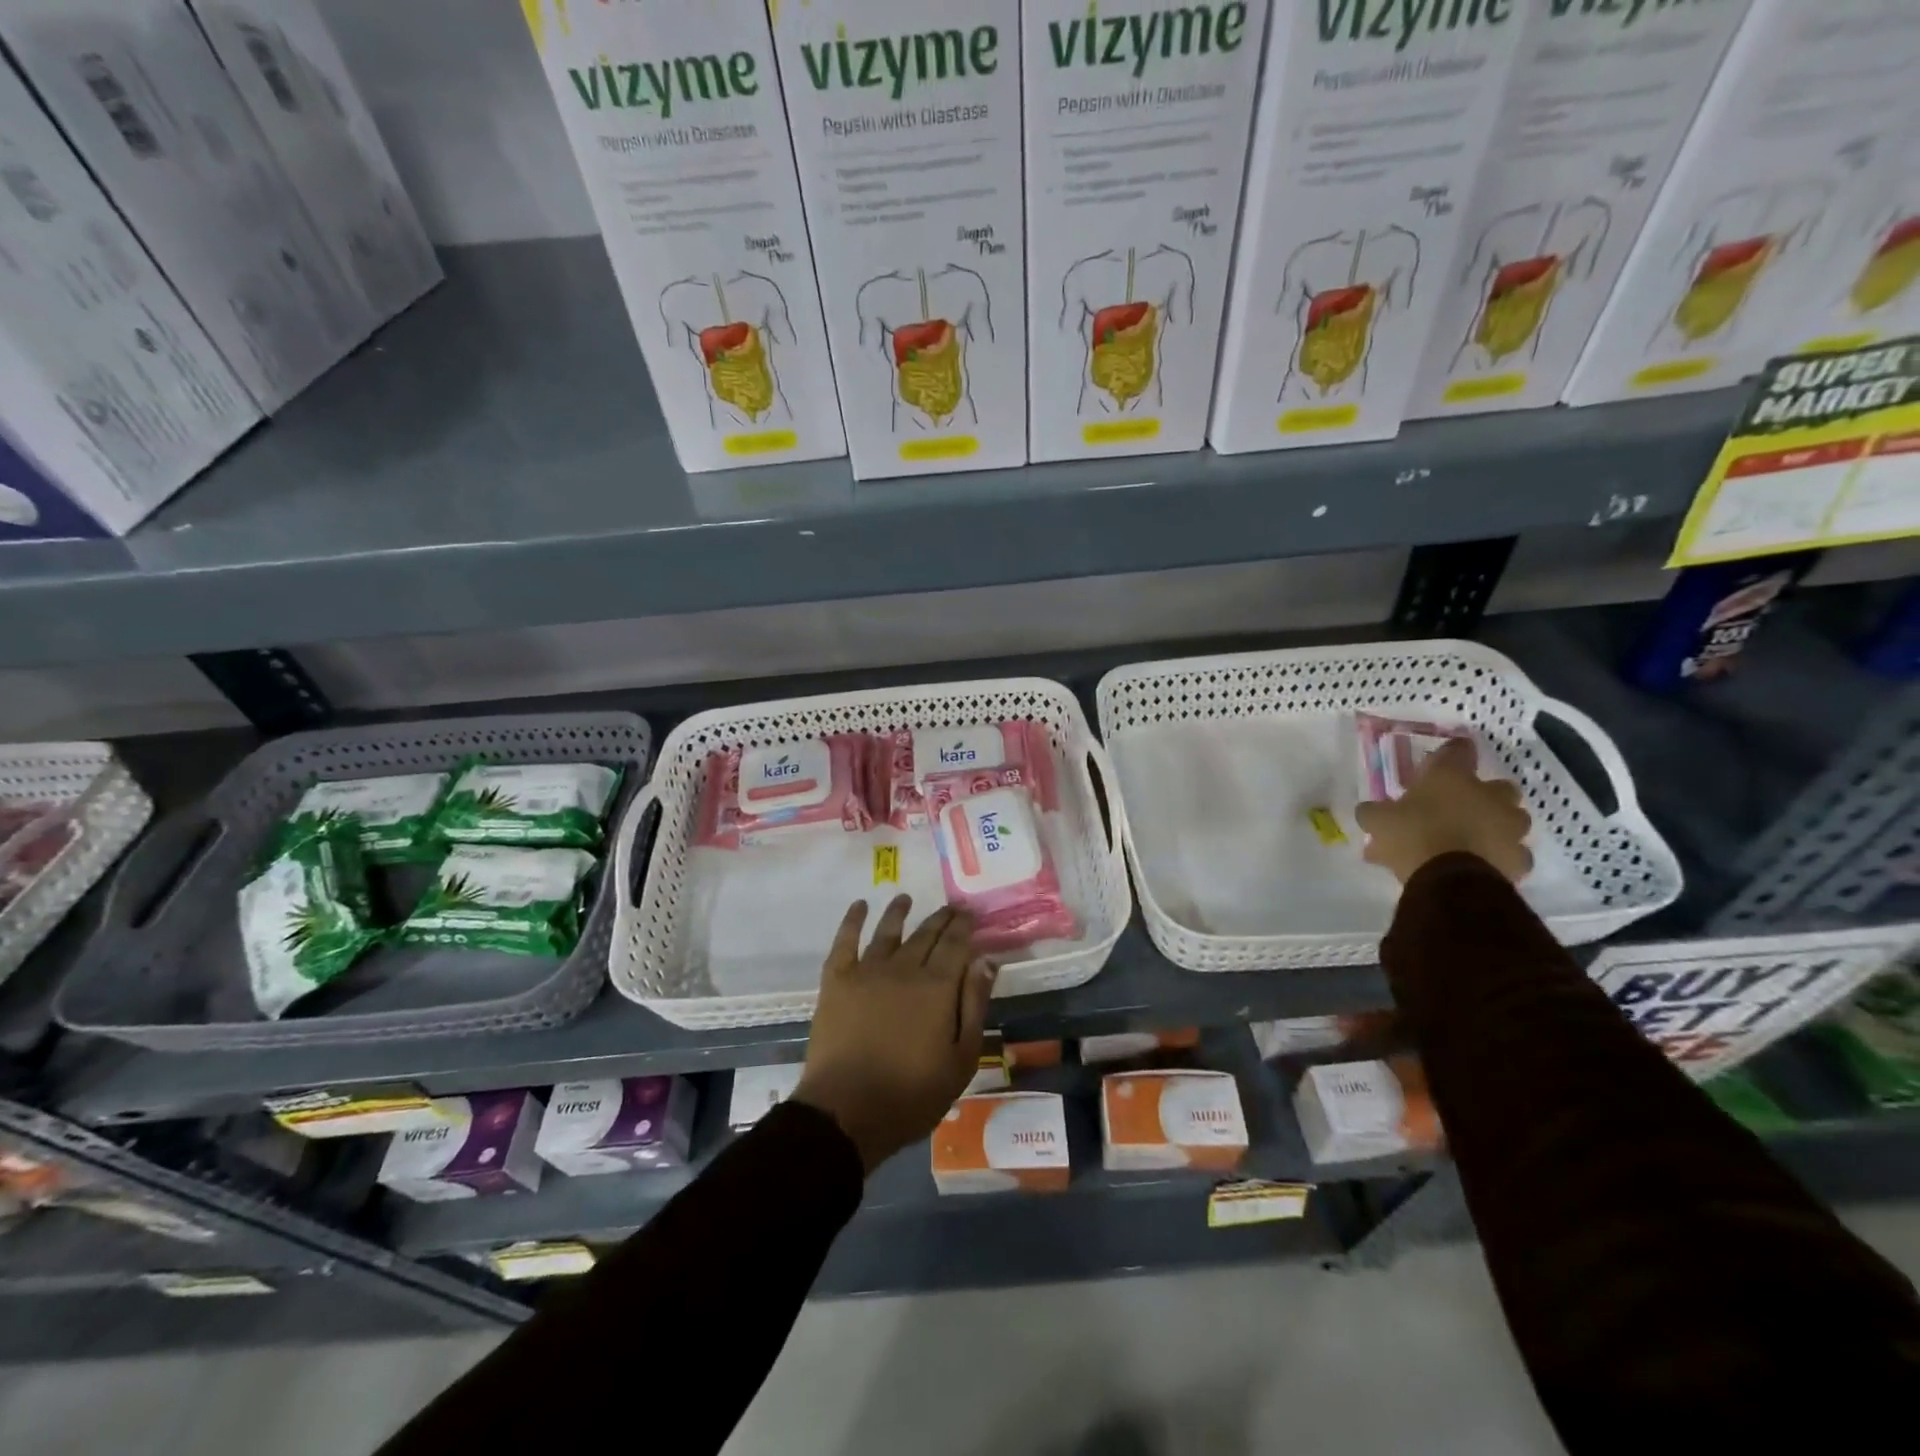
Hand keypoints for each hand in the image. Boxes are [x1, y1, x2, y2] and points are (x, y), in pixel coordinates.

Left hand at [794, 896, 995, 1173]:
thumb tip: (986, 960)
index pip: (955, 944)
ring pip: (888, 931)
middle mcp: (904, 968)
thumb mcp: (961, 1058)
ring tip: (905, 899)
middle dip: (940, 918)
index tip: (970, 912)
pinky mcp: (836, 981)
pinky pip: (845, 941)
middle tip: (950, 907)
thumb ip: (974, 1004)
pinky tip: (859, 906)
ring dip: (899, 912)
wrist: (846, 1111)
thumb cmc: (911, 1094)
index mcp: (937, 987)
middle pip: (926, 934)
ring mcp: (867, 971)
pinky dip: (853, 920)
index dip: (964, 926)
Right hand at [1354, 738, 1532, 884]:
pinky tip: (1479, 865)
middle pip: (1497, 787)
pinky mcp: (1519, 859)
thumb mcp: (1377, 821)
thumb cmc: (1412, 836)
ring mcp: (1510, 827)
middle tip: (1458, 808)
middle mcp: (1489, 795)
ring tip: (1470, 840)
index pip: (1457, 750)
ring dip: (1495, 826)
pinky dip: (1498, 857)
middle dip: (1482, 796)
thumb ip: (1375, 812)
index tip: (1440, 762)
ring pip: (1510, 820)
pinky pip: (1512, 854)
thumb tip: (1370, 811)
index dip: (1449, 754)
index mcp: (1452, 777)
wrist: (1450, 880)